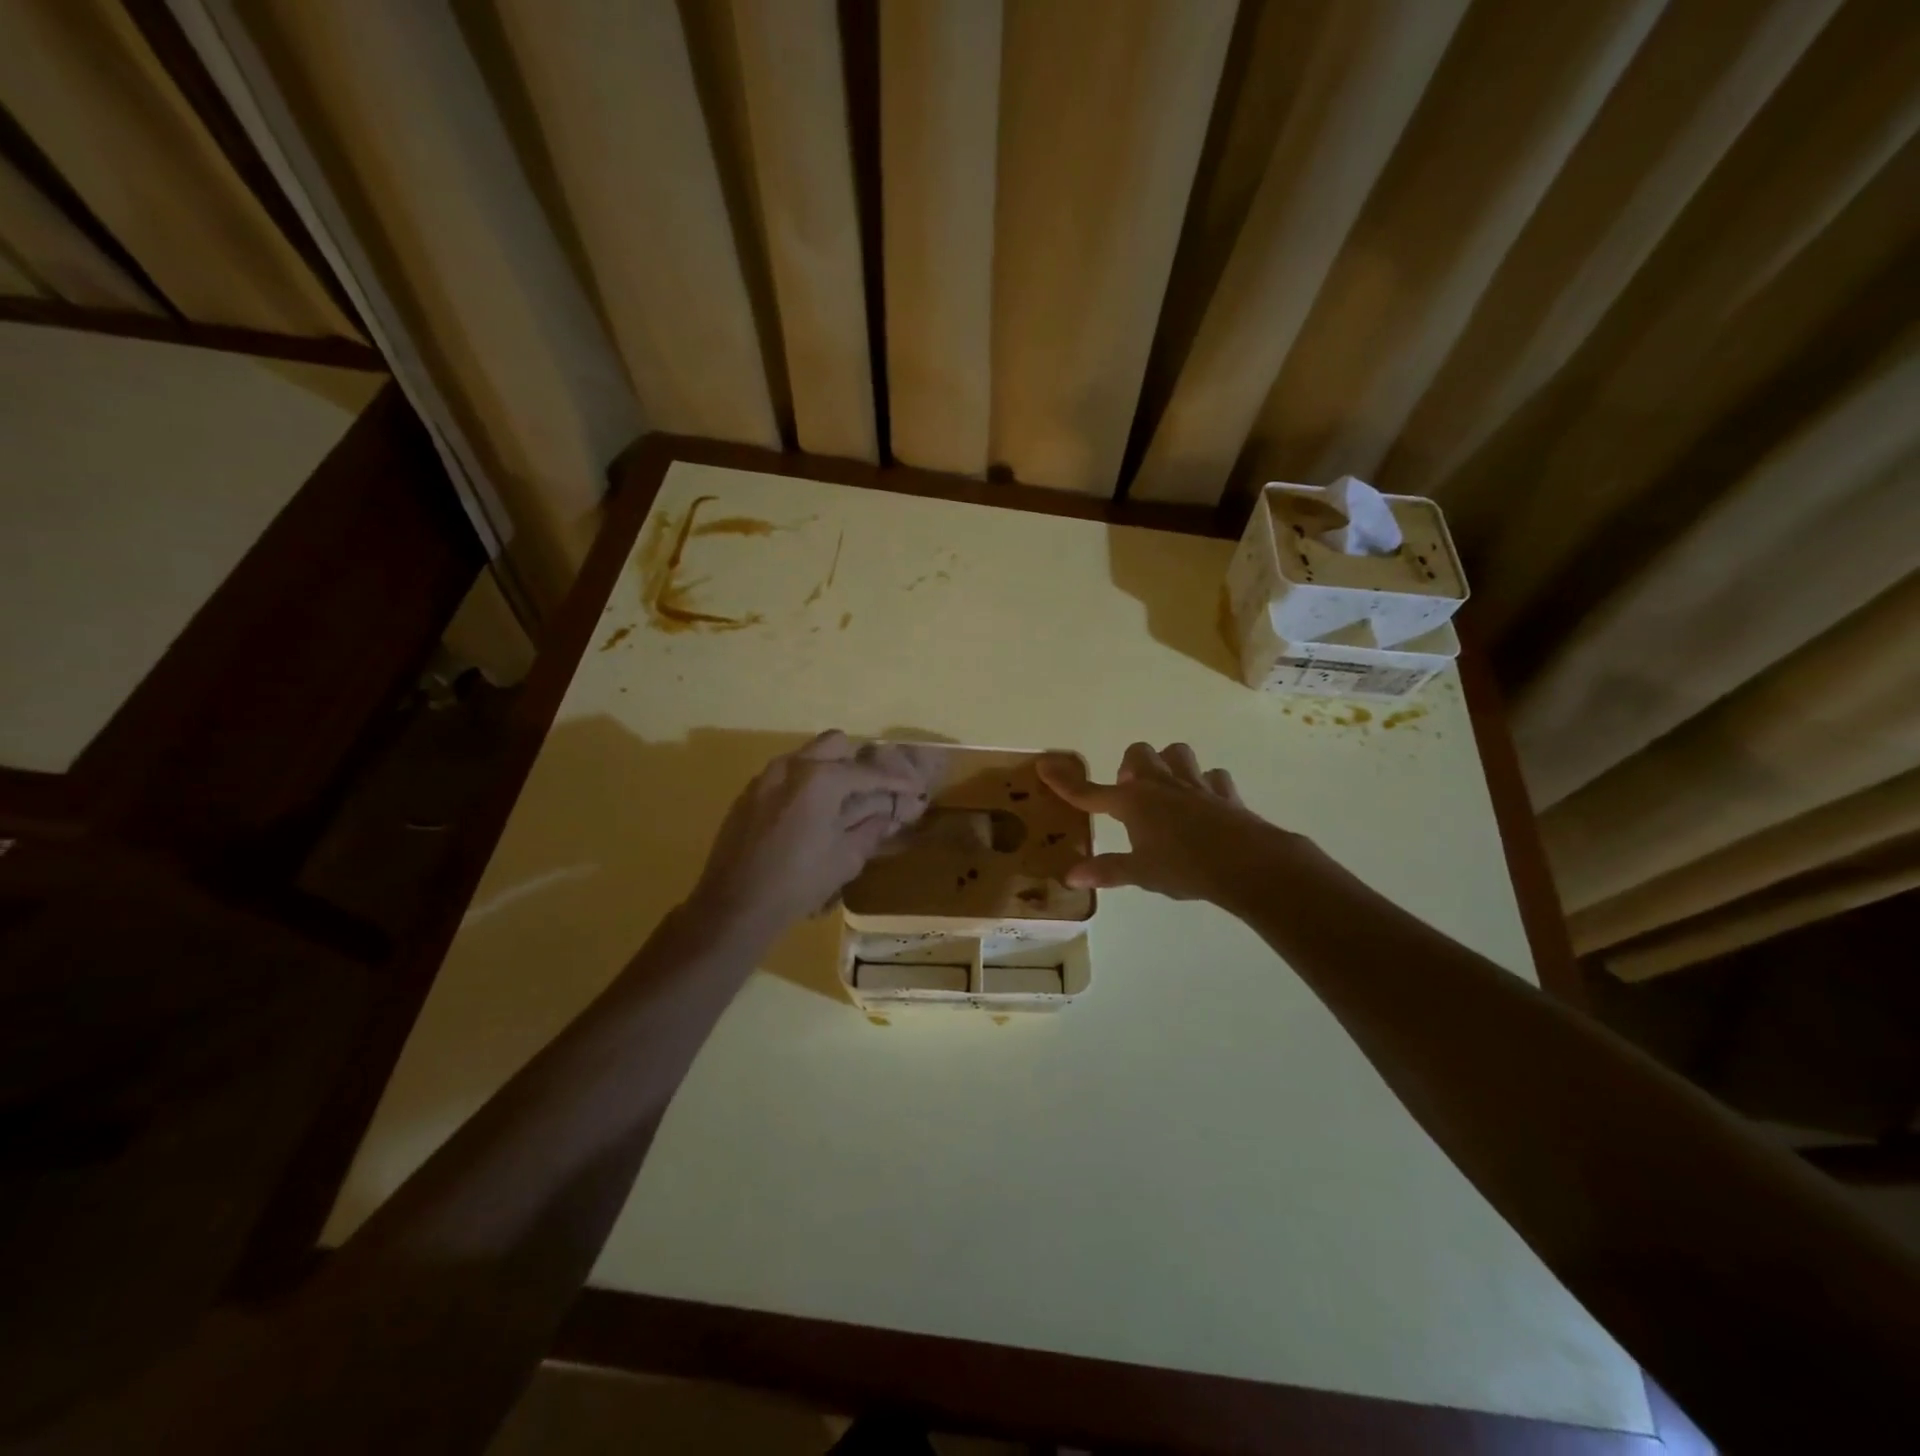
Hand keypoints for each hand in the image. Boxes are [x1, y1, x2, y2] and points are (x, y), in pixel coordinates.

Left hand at [686, 731, 935, 941]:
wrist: (734, 906)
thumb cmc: (799, 883)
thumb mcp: (846, 858)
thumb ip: (871, 827)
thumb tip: (888, 814)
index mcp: (820, 778)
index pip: (867, 772)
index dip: (895, 781)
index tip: (914, 789)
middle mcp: (791, 766)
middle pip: (835, 745)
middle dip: (857, 763)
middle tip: (872, 790)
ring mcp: (765, 777)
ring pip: (806, 757)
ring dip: (829, 771)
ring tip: (842, 803)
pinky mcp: (748, 794)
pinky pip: (785, 776)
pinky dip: (804, 785)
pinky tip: (810, 816)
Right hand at [1036, 742, 1294, 903]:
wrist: (1245, 862)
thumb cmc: (1184, 868)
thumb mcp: (1141, 873)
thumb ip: (1107, 870)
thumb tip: (1071, 876)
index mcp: (1132, 802)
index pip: (1089, 792)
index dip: (1065, 781)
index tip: (1044, 764)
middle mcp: (1160, 784)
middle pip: (1138, 754)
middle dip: (1130, 766)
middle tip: (1130, 792)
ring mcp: (1194, 784)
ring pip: (1177, 754)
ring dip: (1168, 764)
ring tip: (1166, 788)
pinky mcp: (1224, 792)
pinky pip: (1213, 778)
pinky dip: (1207, 785)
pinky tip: (1206, 802)